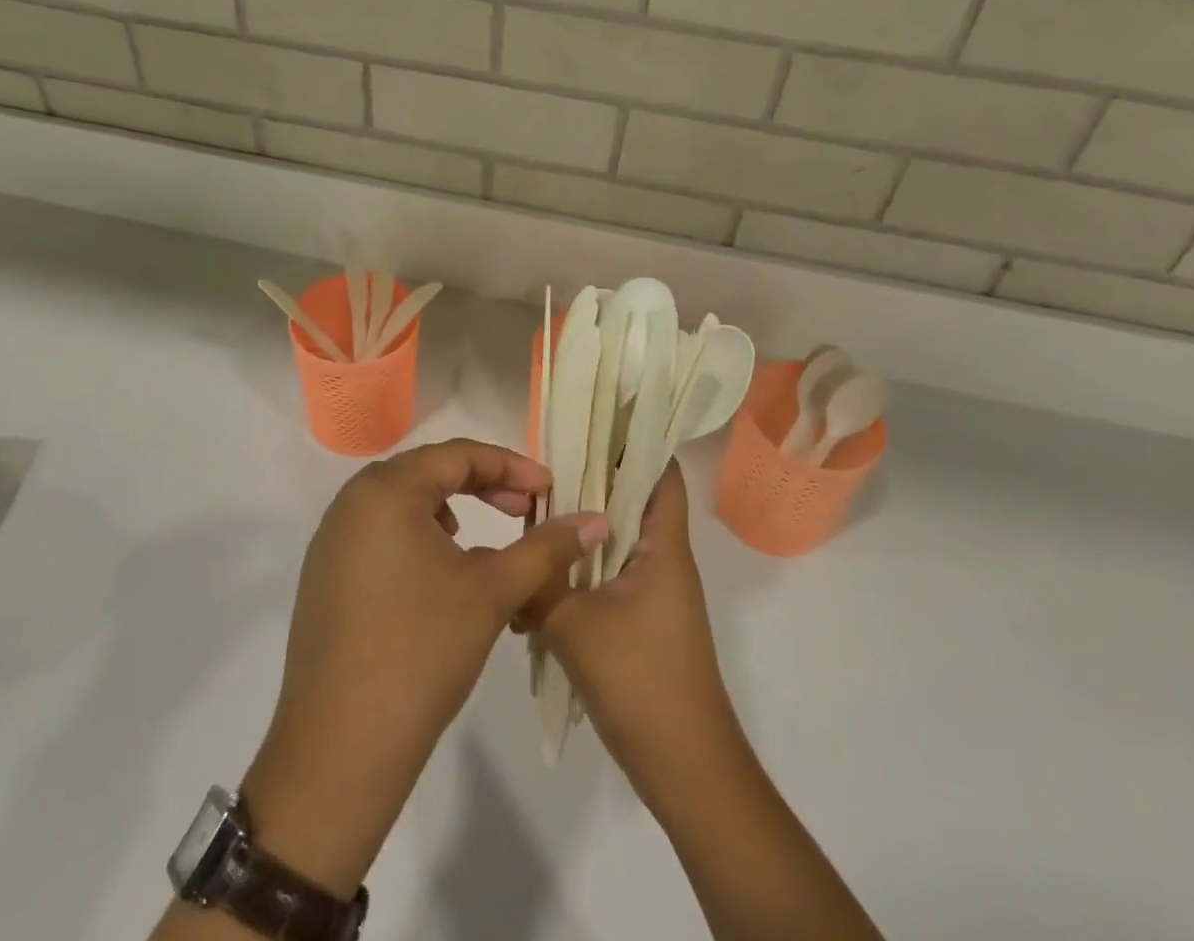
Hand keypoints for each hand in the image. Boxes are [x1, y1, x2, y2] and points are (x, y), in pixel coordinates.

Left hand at [243, 440, 607, 897]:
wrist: (338, 751)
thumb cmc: (422, 654)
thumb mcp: (493, 591)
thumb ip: (546, 547)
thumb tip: (597, 520)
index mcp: (386, 490)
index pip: (458, 455)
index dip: (511, 466)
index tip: (550, 489)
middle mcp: (352, 500)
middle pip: (429, 472)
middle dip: (483, 485)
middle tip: (526, 509)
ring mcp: (332, 538)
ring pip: (404, 501)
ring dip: (451, 507)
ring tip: (486, 538)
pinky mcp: (325, 573)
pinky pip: (381, 531)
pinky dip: (419, 534)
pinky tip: (441, 570)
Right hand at [530, 461, 745, 807]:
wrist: (685, 769)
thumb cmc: (642, 682)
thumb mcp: (575, 627)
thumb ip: (538, 582)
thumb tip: (508, 556)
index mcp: (663, 546)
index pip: (661, 473)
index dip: (633, 442)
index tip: (588, 424)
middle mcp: (663, 560)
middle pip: (629, 502)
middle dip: (587, 485)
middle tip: (538, 473)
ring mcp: (652, 593)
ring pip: (611, 543)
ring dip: (575, 537)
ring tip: (527, 527)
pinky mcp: (638, 622)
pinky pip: (604, 579)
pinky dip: (575, 576)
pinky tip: (534, 590)